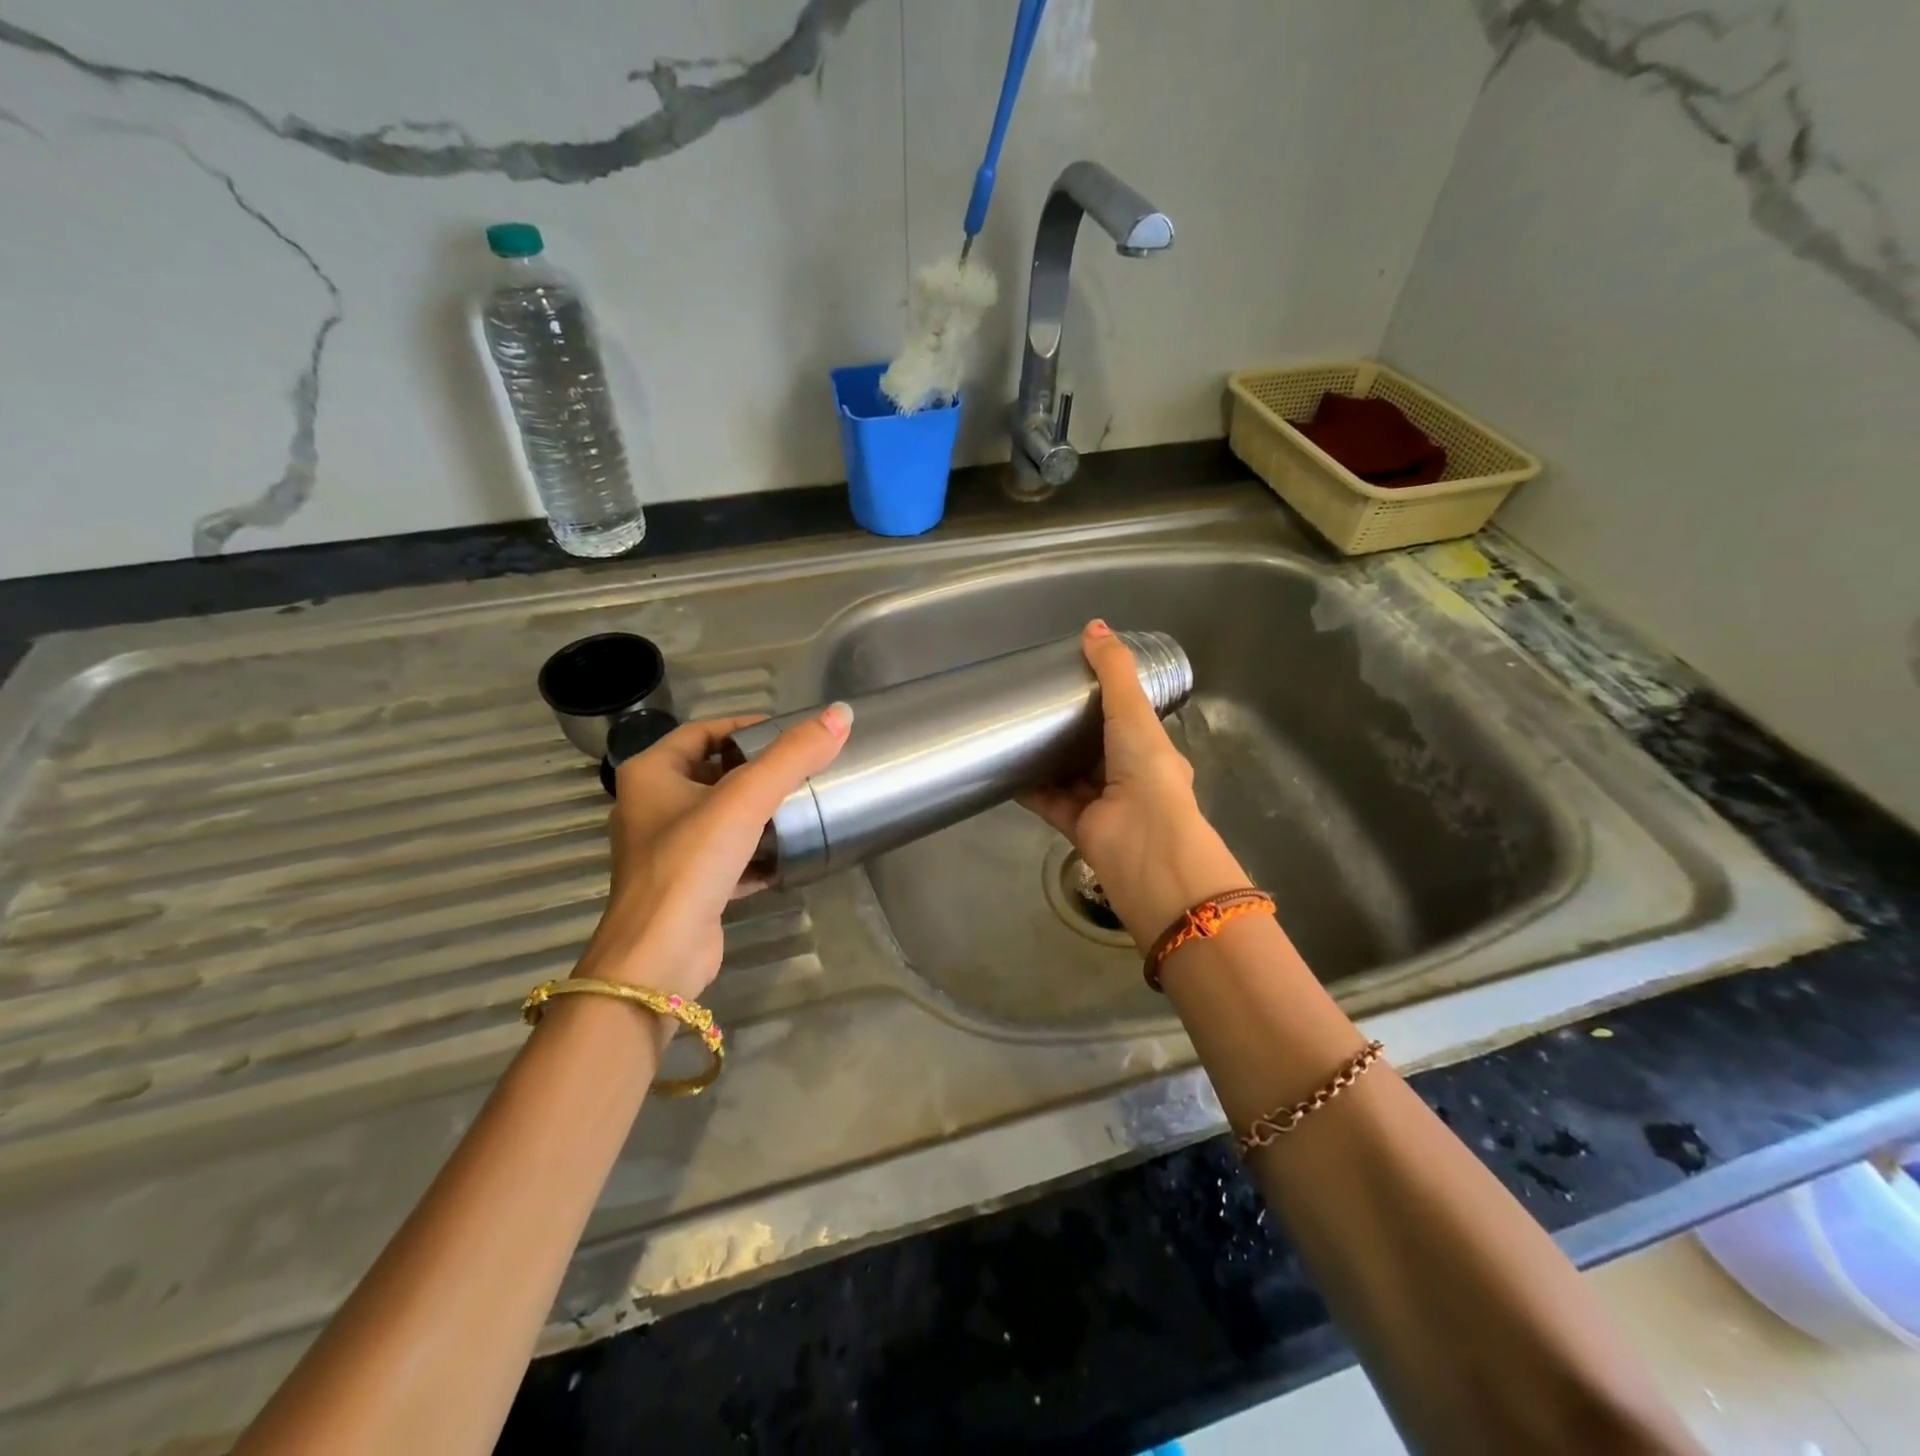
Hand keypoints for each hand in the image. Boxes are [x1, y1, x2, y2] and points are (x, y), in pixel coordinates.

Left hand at [575, 704, 852, 998]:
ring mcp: (667, 849)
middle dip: (758, 771)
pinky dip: (756, 852)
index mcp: (650, 774)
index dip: (745, 726)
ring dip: (759, 812)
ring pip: (722, 817)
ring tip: (804, 805)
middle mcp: (651, 807)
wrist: (659, 957)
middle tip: (804, 768)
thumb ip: (793, 756)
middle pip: (714, 773)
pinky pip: (727, 856)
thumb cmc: (691, 863)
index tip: (791, 733)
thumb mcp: (745, 799)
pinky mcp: (687, 885)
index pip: (703, 731)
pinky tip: (789, 854)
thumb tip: (841, 713)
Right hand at [1020, 621, 1248, 948]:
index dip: (1104, 701)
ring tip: (1016, 733)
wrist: (1144, 846)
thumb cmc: (1146, 772)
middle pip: (1095, 750)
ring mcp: (1104, 805)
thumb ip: (1113, 671)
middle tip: (1036, 704)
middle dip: (1070, 731)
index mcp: (1151, 752)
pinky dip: (1029, 788)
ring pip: (1071, 777)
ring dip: (1048, 759)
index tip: (1073, 680)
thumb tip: (1093, 626)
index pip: (1127, 722)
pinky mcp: (1078, 827)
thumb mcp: (1132, 712)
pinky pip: (1049, 802)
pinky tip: (1005, 770)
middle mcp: (1129, 779)